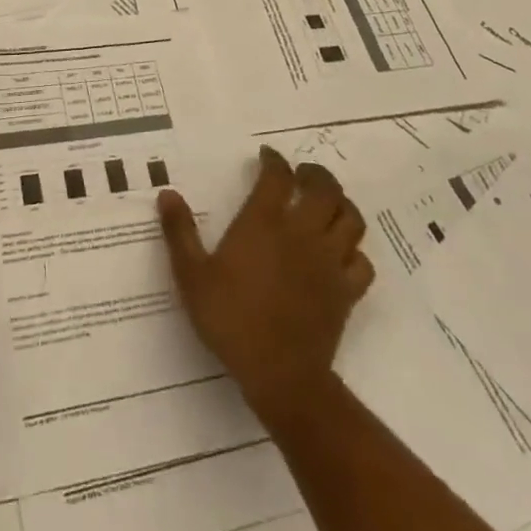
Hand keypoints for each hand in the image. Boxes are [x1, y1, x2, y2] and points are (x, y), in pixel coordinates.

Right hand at [158, 146, 373, 419]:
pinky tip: (342, 253)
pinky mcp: (347, 290)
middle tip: (302, 174)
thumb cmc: (232, 320)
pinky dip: (355, 251)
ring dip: (341, 204)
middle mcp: (302, 232)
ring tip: (327, 203)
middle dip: (315, 174)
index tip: (267, 156)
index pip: (277, 176)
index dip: (274, 160)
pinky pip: (362, 261)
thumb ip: (180, 232)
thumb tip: (168, 193)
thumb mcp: (192, 276)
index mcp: (264, 222)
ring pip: (351, 218)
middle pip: (324, 188)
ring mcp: (330, 261)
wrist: (280, 374)